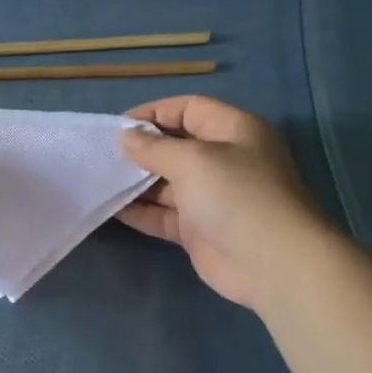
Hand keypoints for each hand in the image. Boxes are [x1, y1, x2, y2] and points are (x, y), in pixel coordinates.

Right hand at [117, 96, 323, 308]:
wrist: (271, 263)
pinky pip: (163, 215)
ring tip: (100, 180)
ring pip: (166, 183)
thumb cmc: (236, 196)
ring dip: (136, 182)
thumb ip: (154, 148)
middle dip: (141, 149)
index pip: (189, 109)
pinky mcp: (199, 229)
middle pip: (176, 146)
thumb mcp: (193, 160)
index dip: (154, 113)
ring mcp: (211, 197)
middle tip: (103, 155)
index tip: (118, 126)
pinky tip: (111, 209)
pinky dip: (140, 211)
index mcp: (233, 131)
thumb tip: (126, 137)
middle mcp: (223, 160)